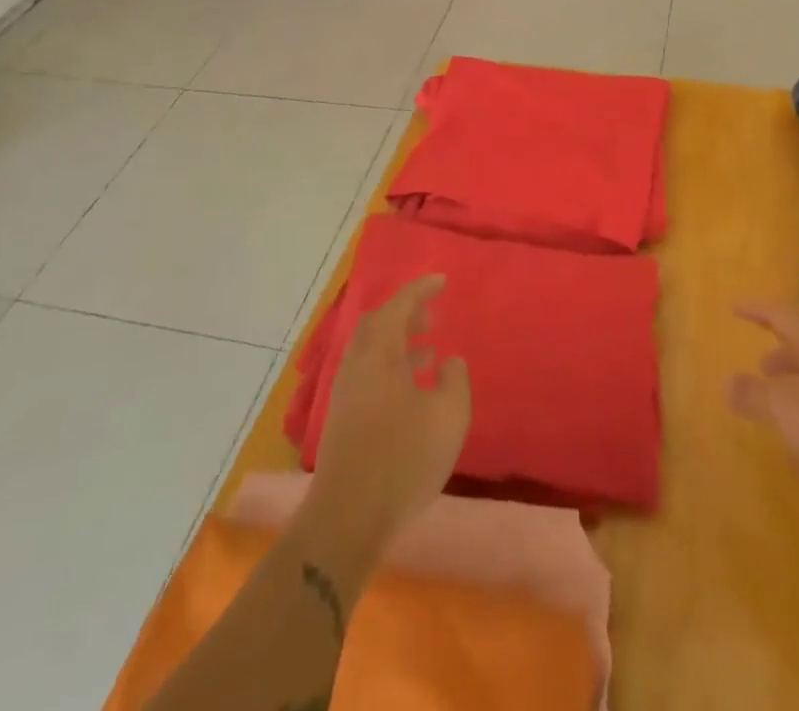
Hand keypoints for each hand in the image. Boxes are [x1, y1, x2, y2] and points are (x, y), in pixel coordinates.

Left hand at [301, 275, 470, 571]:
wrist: (347, 517)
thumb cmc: (402, 458)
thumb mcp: (448, 417)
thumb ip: (455, 381)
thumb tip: (448, 361)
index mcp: (379, 352)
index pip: (399, 305)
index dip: (421, 289)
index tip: (442, 281)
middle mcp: (357, 364)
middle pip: (379, 324)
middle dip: (406, 314)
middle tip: (433, 316)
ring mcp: (346, 392)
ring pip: (373, 351)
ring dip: (400, 343)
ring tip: (430, 351)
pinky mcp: (343, 419)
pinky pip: (369, 374)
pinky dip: (392, 367)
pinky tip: (413, 390)